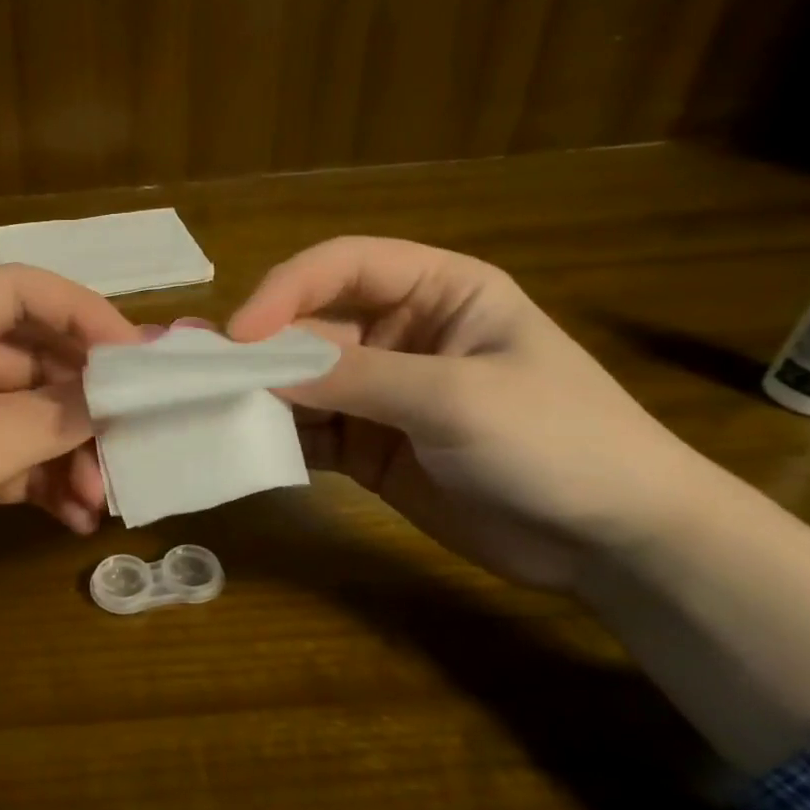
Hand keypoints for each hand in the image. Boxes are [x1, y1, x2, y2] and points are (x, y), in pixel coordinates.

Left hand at [0, 265, 138, 647]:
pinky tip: (73, 519)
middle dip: (84, 398)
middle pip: (33, 358)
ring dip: (72, 451)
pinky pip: (17, 465)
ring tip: (100, 497)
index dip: (79, 312)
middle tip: (133, 437)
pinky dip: (48, 485)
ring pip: (32, 417)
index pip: (14, 293)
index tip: (137, 357)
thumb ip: (34, 425)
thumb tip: (112, 395)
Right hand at [227, 237, 701, 589]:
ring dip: (257, 396)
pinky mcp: (369, 447)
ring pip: (300, 383)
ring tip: (203, 408)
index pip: (344, 266)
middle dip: (257, 349)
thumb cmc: (557, 441)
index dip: (285, 290)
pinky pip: (310, 433)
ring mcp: (381, 394)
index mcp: (438, 291)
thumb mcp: (455, 397)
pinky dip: (277, 439)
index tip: (238, 334)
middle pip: (311, 327)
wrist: (613, 542)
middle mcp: (401, 334)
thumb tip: (261, 368)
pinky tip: (244, 447)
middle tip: (196, 371)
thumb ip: (355, 378)